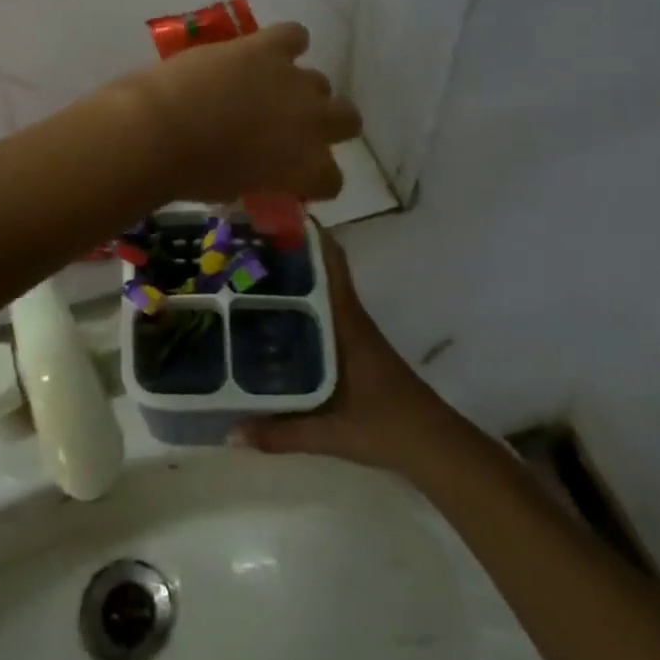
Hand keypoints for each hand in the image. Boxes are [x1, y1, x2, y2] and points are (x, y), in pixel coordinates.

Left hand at [120, 22, 360, 203]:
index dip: (313, 177)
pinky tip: (267, 51)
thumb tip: (259, 168)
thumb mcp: (235, 189)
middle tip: (292, 128)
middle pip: (347, 120)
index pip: (332, 179)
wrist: (162, 130)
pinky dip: (287, 42)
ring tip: (269, 89)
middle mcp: (313, 123)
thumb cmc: (190, 173)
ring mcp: (294, 81)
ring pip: (321, 81)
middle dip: (326, 125)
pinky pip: (296, 35)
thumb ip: (262, 177)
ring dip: (300, 88)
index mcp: (307, 169)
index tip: (292, 176)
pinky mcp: (267, 48)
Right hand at [233, 230, 455, 472]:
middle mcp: (348, 317)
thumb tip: (228, 432)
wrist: (431, 445)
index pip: (330, 262)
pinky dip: (298, 302)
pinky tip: (270, 315)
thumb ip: (279, 433)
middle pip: (318, 269)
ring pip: (318, 290)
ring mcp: (351, 330)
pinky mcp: (352, 346)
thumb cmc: (384, 426)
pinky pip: (320, 310)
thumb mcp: (330, 433)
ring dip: (290, 276)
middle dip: (284, 252)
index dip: (306, 233)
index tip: (272, 214)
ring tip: (246, 270)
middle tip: (241, 242)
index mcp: (346, 322)